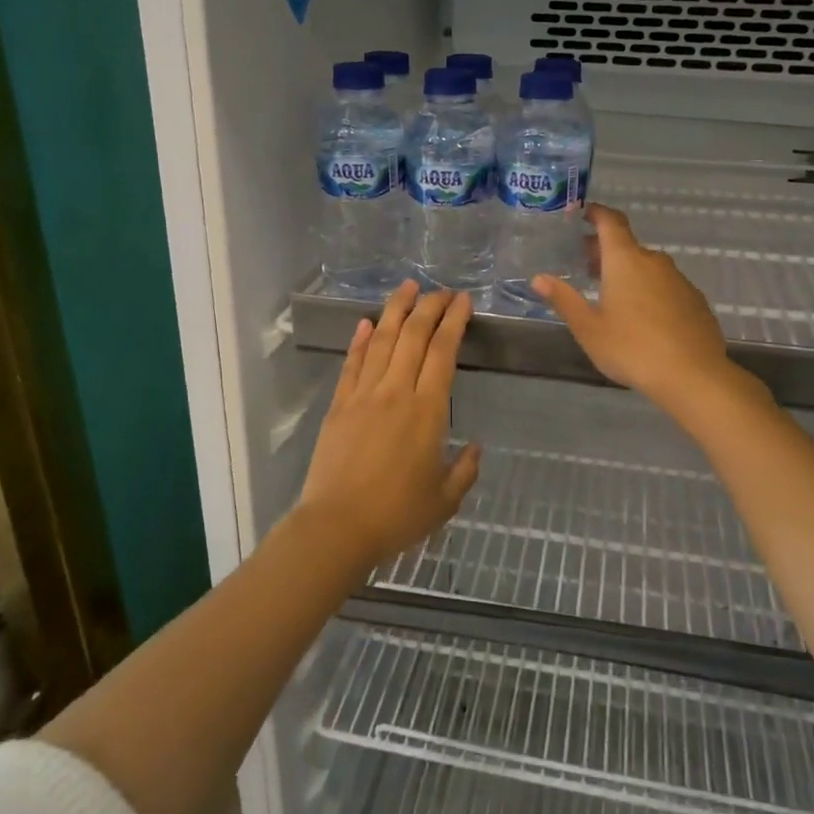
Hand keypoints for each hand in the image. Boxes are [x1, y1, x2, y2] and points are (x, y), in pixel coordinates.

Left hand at [291, 282, 481, 570]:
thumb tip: (475, 447)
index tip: (463, 301)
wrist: (337, 527)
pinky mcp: (339, 405)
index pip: (443, 352)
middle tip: (442, 290)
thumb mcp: (445, 499)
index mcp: (427, 410)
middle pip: (414, 336)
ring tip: (407, 287)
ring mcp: (363, 395)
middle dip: (430, 307)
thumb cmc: (397, 515)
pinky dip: (361, 340)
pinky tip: (367, 323)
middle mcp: (395, 392)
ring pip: (383, 341)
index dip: (454, 321)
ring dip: (396, 310)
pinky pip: (352, 364)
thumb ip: (465, 470)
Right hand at [532, 204, 739, 417]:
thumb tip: (538, 278)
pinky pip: (666, 286)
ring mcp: (679, 280)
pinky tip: (643, 318)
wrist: (693, 376)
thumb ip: (564, 300)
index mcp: (625, 261)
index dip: (596, 213)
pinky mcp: (695, 301)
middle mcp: (654, 262)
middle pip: (627, 246)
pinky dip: (650, 291)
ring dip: (628, 272)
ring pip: (648, 267)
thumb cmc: (632, 349)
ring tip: (612, 296)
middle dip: (605, 251)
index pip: (611, 222)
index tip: (582, 213)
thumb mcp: (589, 328)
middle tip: (585, 267)